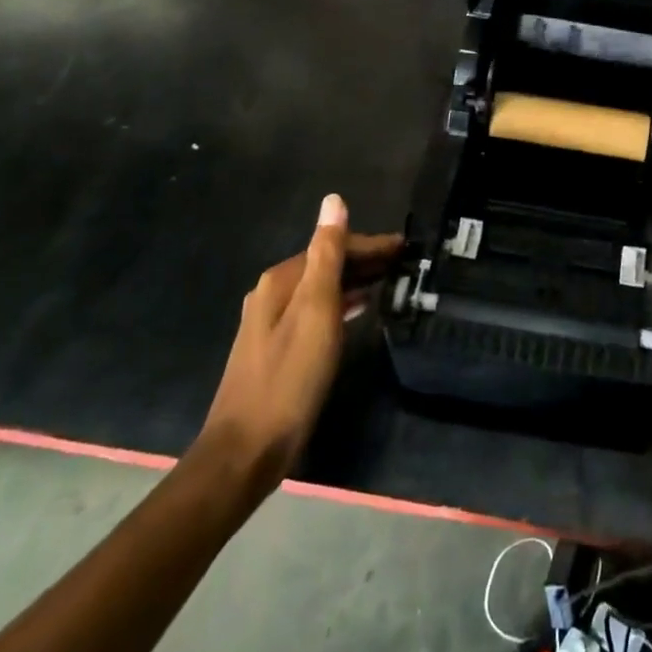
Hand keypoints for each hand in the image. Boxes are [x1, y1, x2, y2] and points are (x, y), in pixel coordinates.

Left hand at [195, 195, 400, 503]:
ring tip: (389, 283)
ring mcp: (270, 322)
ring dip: (355, 281)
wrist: (246, 451)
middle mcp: (272, 293)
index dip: (370, 244)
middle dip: (364, 260)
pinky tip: (357, 312)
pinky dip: (341, 303)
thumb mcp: (316, 310)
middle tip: (404, 264)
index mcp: (281, 280)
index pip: (333, 246)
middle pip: (325, 264)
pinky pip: (316, 310)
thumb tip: (333, 200)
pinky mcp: (275, 348)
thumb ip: (327, 254)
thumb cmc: (290, 377)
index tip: (406, 248)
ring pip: (321, 288)